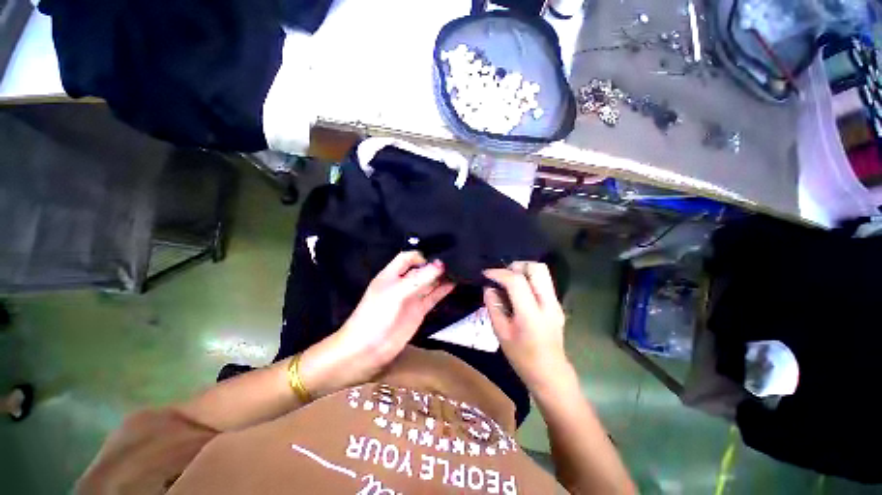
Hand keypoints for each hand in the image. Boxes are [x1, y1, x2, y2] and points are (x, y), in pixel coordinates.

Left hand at [301, 251, 454, 395]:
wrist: (368, 350)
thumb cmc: (377, 315)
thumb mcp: (397, 293)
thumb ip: (420, 278)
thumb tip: (441, 264)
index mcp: (392, 274)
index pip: (408, 257)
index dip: (422, 255)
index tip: (440, 255)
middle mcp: (403, 283)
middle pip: (421, 268)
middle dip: (435, 263)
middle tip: (456, 259)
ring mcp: (412, 297)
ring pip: (429, 282)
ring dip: (442, 276)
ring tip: (460, 268)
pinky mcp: (419, 310)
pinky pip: (433, 296)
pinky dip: (443, 290)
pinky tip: (455, 283)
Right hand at [483, 262, 568, 392]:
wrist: (550, 374)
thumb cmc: (522, 357)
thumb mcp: (501, 333)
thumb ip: (493, 307)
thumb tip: (489, 288)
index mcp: (531, 314)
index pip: (516, 281)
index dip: (499, 273)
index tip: (486, 274)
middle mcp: (548, 304)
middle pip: (537, 268)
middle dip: (517, 266)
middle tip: (503, 275)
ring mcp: (556, 303)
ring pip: (542, 272)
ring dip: (524, 271)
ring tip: (509, 281)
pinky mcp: (557, 305)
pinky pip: (543, 282)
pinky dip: (529, 279)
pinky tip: (518, 292)